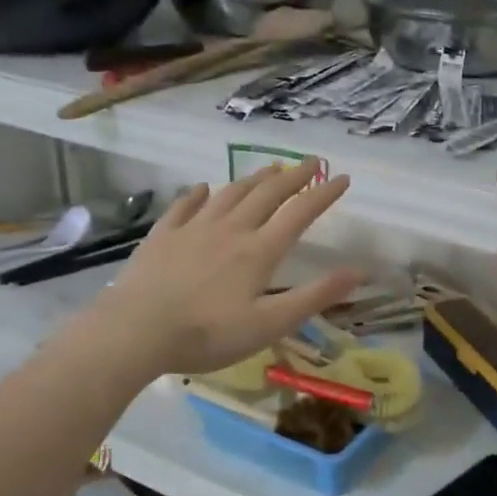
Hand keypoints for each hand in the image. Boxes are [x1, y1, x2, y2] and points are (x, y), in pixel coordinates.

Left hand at [88, 160, 362, 378]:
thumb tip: (361, 272)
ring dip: (254, 179)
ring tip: (270, 168)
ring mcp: (194, 228)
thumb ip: (315, 296)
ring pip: (230, 193)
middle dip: (293, 176)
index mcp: (259, 250)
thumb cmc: (208, 334)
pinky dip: (199, 194)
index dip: (324, 194)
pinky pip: (185, 206)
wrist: (135, 331)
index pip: (300, 213)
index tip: (342, 178)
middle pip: (267, 194)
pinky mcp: (163, 236)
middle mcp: (231, 229)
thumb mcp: (270, 324)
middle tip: (311, 161)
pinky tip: (204, 189)